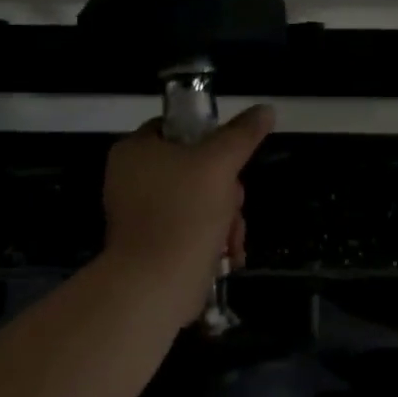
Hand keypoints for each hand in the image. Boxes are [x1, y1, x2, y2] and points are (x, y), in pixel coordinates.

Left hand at [101, 104, 275, 323]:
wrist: (155, 287)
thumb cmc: (184, 213)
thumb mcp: (220, 163)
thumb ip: (242, 134)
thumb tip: (266, 109)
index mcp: (135, 150)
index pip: (178, 127)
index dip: (210, 137)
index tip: (230, 158)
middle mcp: (131, 178)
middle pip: (195, 166)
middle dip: (226, 189)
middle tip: (233, 203)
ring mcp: (140, 213)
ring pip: (199, 199)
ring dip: (226, 216)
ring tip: (232, 237)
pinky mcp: (152, 244)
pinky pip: (189, 227)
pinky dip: (212, 238)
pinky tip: (228, 253)